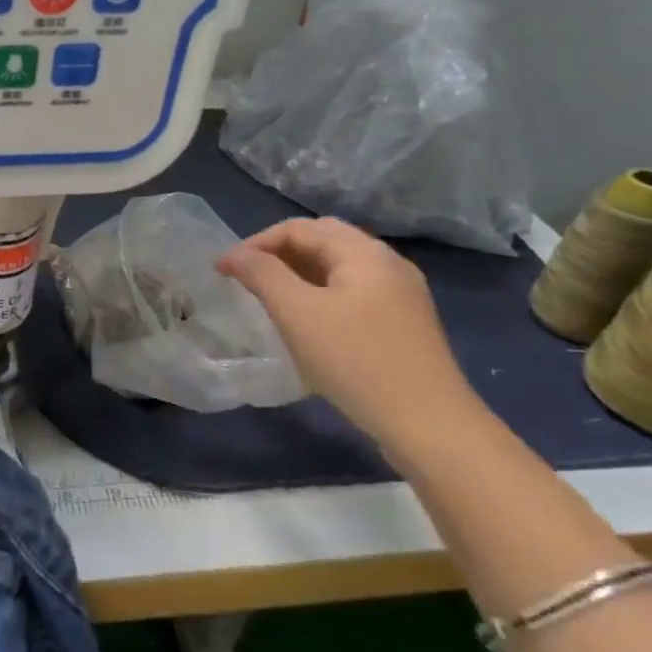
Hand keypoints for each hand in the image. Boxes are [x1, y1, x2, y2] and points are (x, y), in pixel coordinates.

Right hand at [217, 217, 479, 446]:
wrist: (428, 423)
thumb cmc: (356, 361)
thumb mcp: (298, 314)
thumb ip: (263, 275)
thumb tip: (235, 255)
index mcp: (364, 252)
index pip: (298, 228)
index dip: (255, 243)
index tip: (222, 271)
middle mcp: (387, 262)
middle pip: (322, 240)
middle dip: (278, 253)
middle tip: (246, 278)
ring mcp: (401, 293)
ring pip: (338, 267)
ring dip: (298, 273)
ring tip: (269, 298)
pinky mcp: (404, 321)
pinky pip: (352, 291)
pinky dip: (320, 293)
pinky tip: (308, 321)